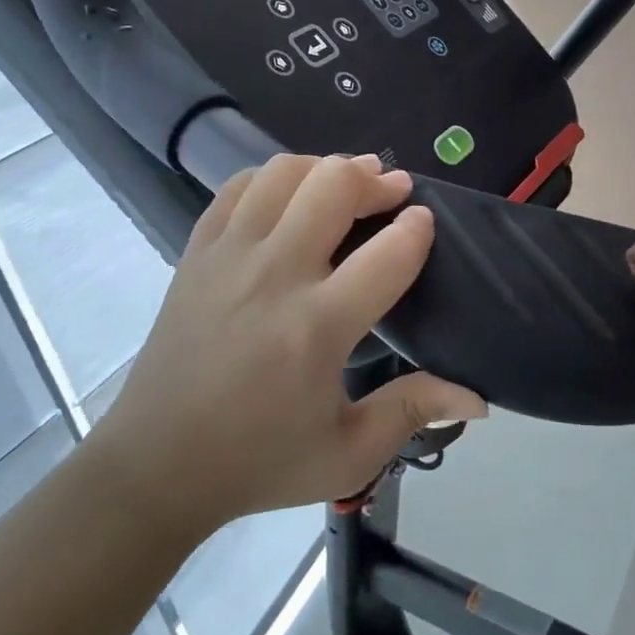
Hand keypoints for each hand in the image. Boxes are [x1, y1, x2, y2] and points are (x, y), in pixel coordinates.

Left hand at [92, 154, 484, 537]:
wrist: (156, 465)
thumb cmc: (259, 462)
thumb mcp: (347, 454)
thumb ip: (412, 412)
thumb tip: (478, 399)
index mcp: (317, 327)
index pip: (387, 253)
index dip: (417, 228)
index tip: (425, 221)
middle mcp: (274, 276)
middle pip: (334, 186)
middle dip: (375, 179)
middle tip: (393, 191)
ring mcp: (228, 257)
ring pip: (284, 173)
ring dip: (325, 168)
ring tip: (345, 184)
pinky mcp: (196, 253)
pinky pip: (237, 187)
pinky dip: (272, 178)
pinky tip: (289, 196)